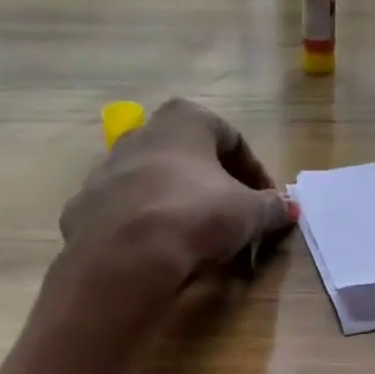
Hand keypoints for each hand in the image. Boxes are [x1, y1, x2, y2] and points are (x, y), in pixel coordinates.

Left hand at [58, 100, 296, 293]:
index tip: (268, 204)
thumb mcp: (250, 212)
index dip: (256, 174)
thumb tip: (288, 208)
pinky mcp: (86, 205)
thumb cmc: (196, 213)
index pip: (233, 140)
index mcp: (184, 120)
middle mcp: (142, 133)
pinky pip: (130, 212)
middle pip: (192, 159)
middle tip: (238, 221)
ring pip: (158, 183)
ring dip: (183, 205)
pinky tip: (164, 251)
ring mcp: (108, 168)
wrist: (124, 253)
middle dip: (218, 188)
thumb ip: (272, 207)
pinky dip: (151, 226)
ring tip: (203, 240)